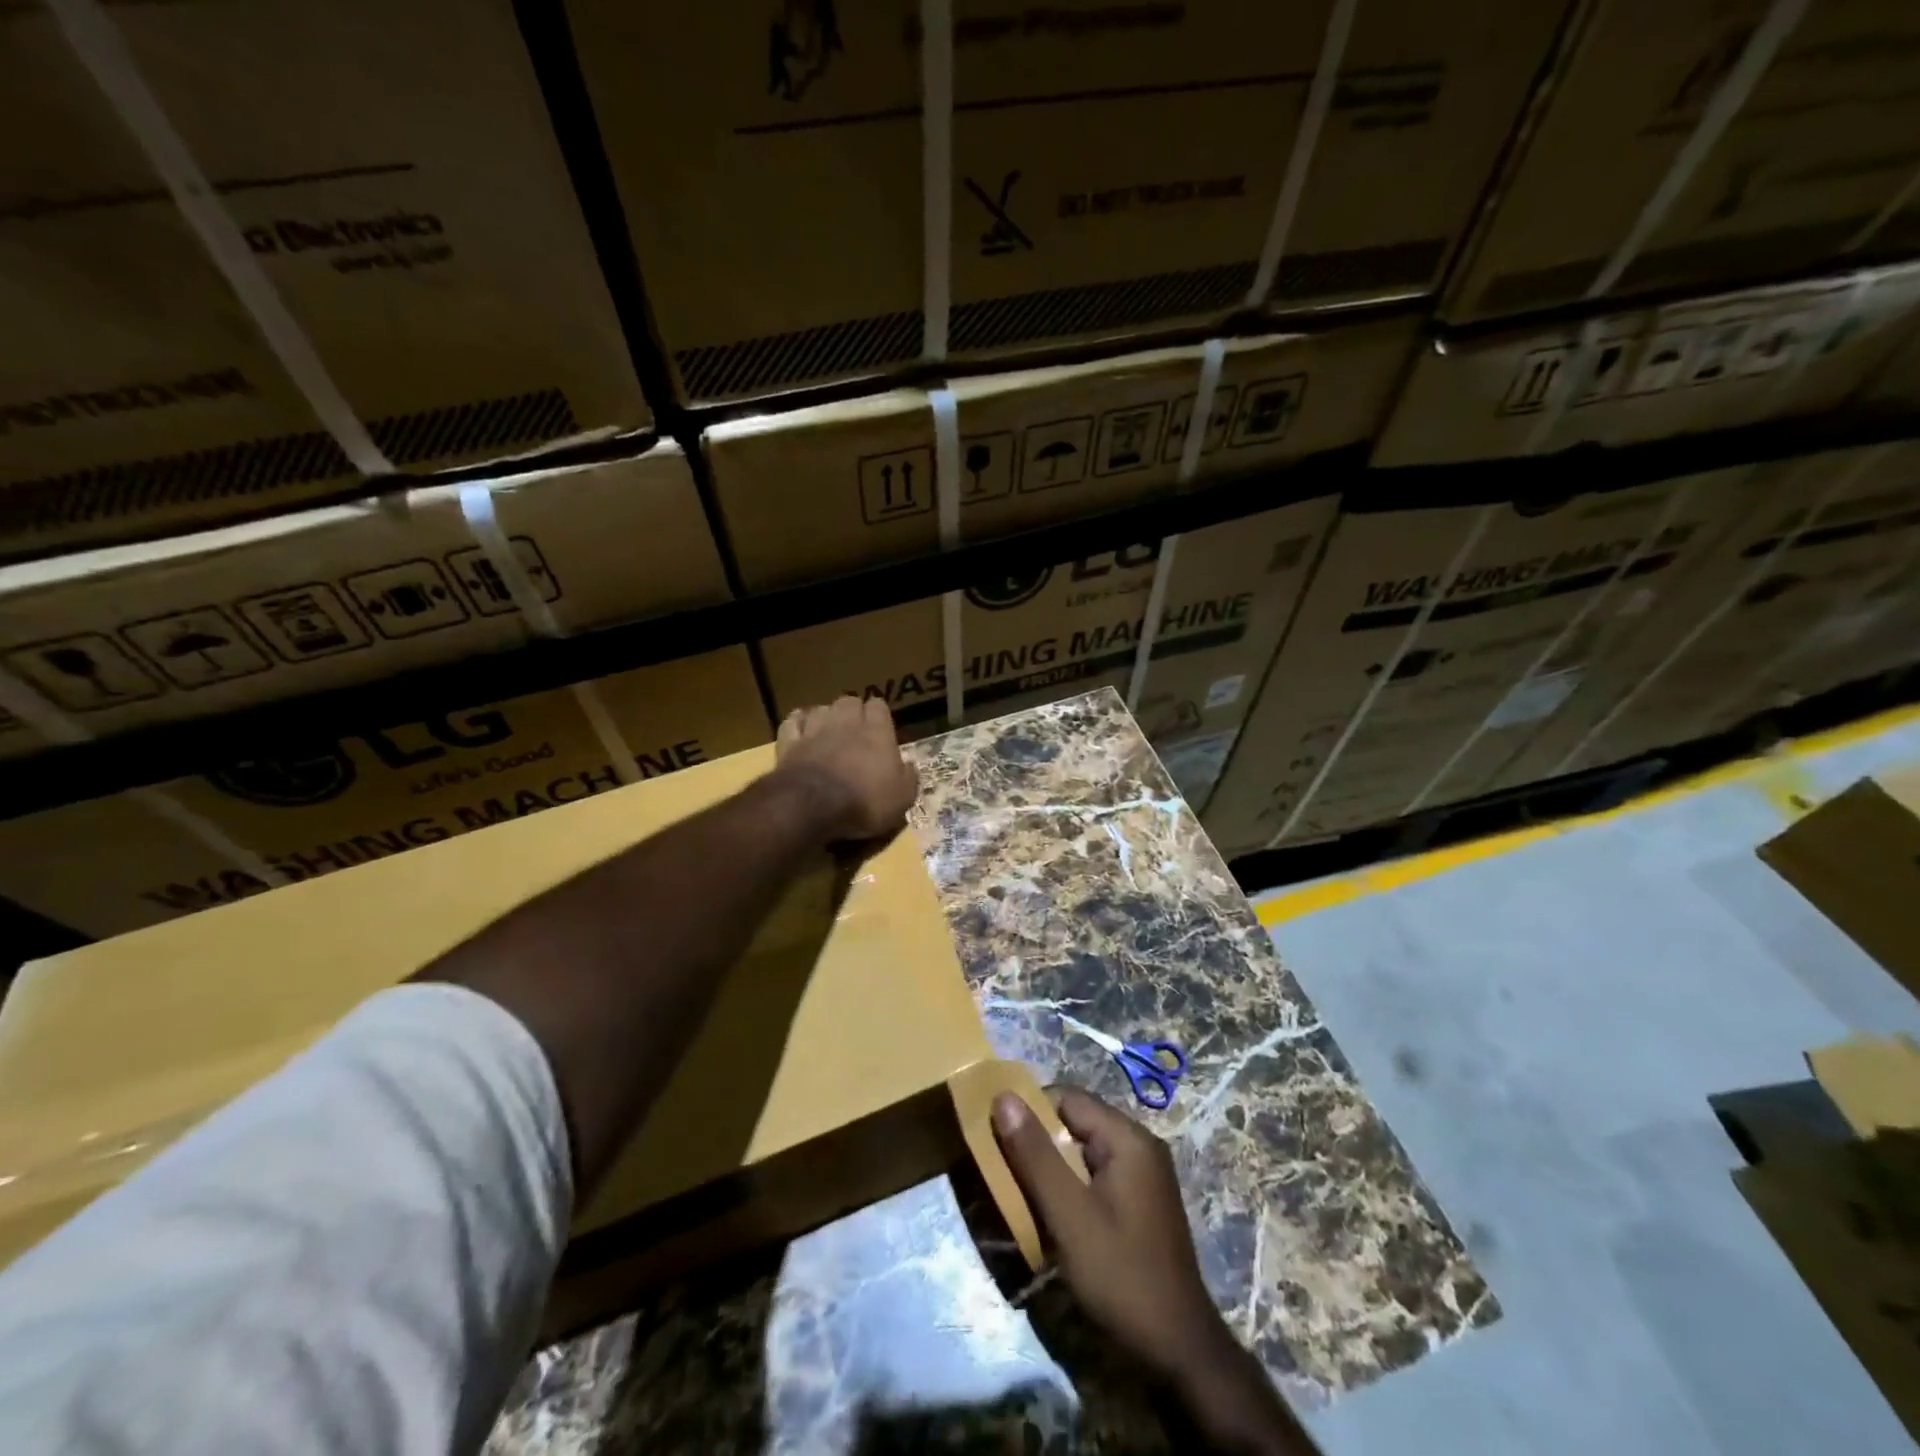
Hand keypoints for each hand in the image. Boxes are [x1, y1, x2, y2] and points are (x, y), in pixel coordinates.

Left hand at [776, 696, 918, 843]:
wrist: (814, 807)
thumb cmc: (866, 802)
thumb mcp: (902, 798)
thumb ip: (908, 778)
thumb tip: (909, 767)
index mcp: (876, 732)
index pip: (879, 706)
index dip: (879, 714)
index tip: (881, 727)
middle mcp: (845, 723)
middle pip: (849, 701)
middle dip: (852, 711)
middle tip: (855, 730)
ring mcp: (814, 730)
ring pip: (820, 708)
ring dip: (825, 716)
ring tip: (827, 730)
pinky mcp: (789, 743)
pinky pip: (792, 722)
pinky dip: (797, 724)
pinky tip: (800, 730)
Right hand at [994, 1086, 1311, 1454]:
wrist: (1178, 1353)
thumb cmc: (1120, 1275)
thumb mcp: (1069, 1214)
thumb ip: (1035, 1154)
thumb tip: (1004, 1095)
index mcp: (1128, 1138)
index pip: (1067, 1097)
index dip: (1030, 1111)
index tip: (999, 1139)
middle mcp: (1139, 1146)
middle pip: (1076, 1122)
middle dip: (1039, 1142)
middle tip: (1006, 1171)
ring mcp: (1143, 1175)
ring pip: (1083, 1151)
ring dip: (1052, 1167)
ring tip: (1023, 1195)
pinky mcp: (1140, 1203)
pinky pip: (1095, 1175)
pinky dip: (1070, 1187)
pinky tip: (1054, 1217)